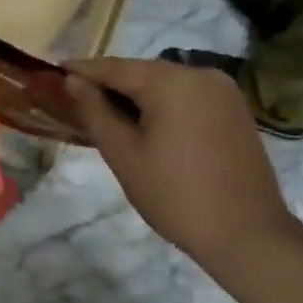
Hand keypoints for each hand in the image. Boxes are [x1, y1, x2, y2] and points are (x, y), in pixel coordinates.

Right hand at [63, 58, 290, 261]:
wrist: (248, 236)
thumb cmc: (175, 195)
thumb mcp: (122, 153)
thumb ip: (94, 110)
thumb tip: (72, 80)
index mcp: (170, 81)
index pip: (113, 67)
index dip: (81, 71)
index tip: (54, 74)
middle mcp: (200, 74)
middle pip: (141, 72)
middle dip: (109, 85)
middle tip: (78, 101)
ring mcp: (223, 91)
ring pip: (165, 83)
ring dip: (136, 96)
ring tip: (109, 116)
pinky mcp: (235, 110)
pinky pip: (187, 96)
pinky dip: (163, 105)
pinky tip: (147, 126)